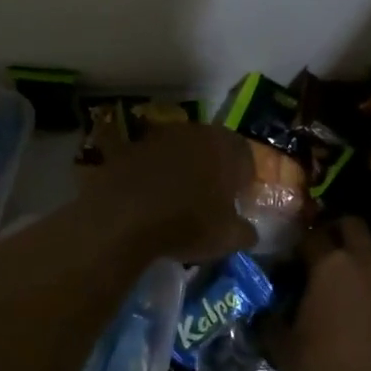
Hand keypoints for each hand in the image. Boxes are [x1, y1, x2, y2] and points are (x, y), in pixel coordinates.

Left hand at [85, 123, 257, 262]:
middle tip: (210, 197)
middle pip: (211, 147)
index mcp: (226, 147)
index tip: (238, 199)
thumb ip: (244, 232)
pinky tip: (149, 196)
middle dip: (213, 168)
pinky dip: (153, 173)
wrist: (123, 216)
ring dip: (182, 167)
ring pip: (180, 149)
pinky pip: (150, 159)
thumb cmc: (187, 224)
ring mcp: (160, 135)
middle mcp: (195, 132)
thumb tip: (248, 231)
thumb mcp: (227, 238)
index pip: (245, 156)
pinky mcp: (130, 146)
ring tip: (178, 197)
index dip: (244, 178)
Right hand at [269, 219, 370, 370]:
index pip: (311, 236)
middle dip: (342, 228)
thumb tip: (264, 314)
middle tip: (333, 246)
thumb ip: (271, 326)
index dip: (301, 243)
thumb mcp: (286, 353)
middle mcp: (366, 262)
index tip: (295, 259)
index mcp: (329, 266)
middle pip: (355, 225)